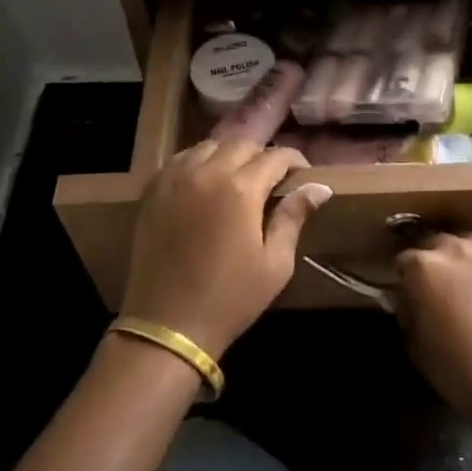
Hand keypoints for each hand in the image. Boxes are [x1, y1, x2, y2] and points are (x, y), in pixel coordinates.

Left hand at [122, 140, 331, 357]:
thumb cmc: (230, 299)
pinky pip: (180, 160)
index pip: (275, 157)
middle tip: (272, 178)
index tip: (302, 174)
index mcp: (240, 189)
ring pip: (208, 146)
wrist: (166, 326)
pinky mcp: (152, 191)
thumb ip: (294, 217)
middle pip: (241, 144)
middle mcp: (206, 172)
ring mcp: (174, 179)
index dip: (294, 161)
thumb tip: (319, 187)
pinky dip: (198, 162)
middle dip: (262, 155)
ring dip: (229, 155)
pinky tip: (206, 183)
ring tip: (238, 177)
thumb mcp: (275, 264)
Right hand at [393, 232, 471, 428]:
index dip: (403, 275)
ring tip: (468, 284)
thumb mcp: (416, 344)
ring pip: (469, 244)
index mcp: (424, 267)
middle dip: (432, 260)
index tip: (406, 289)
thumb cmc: (458, 372)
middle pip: (436, 243)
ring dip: (463, 259)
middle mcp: (456, 249)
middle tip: (436, 285)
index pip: (404, 258)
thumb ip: (408, 311)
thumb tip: (409, 299)